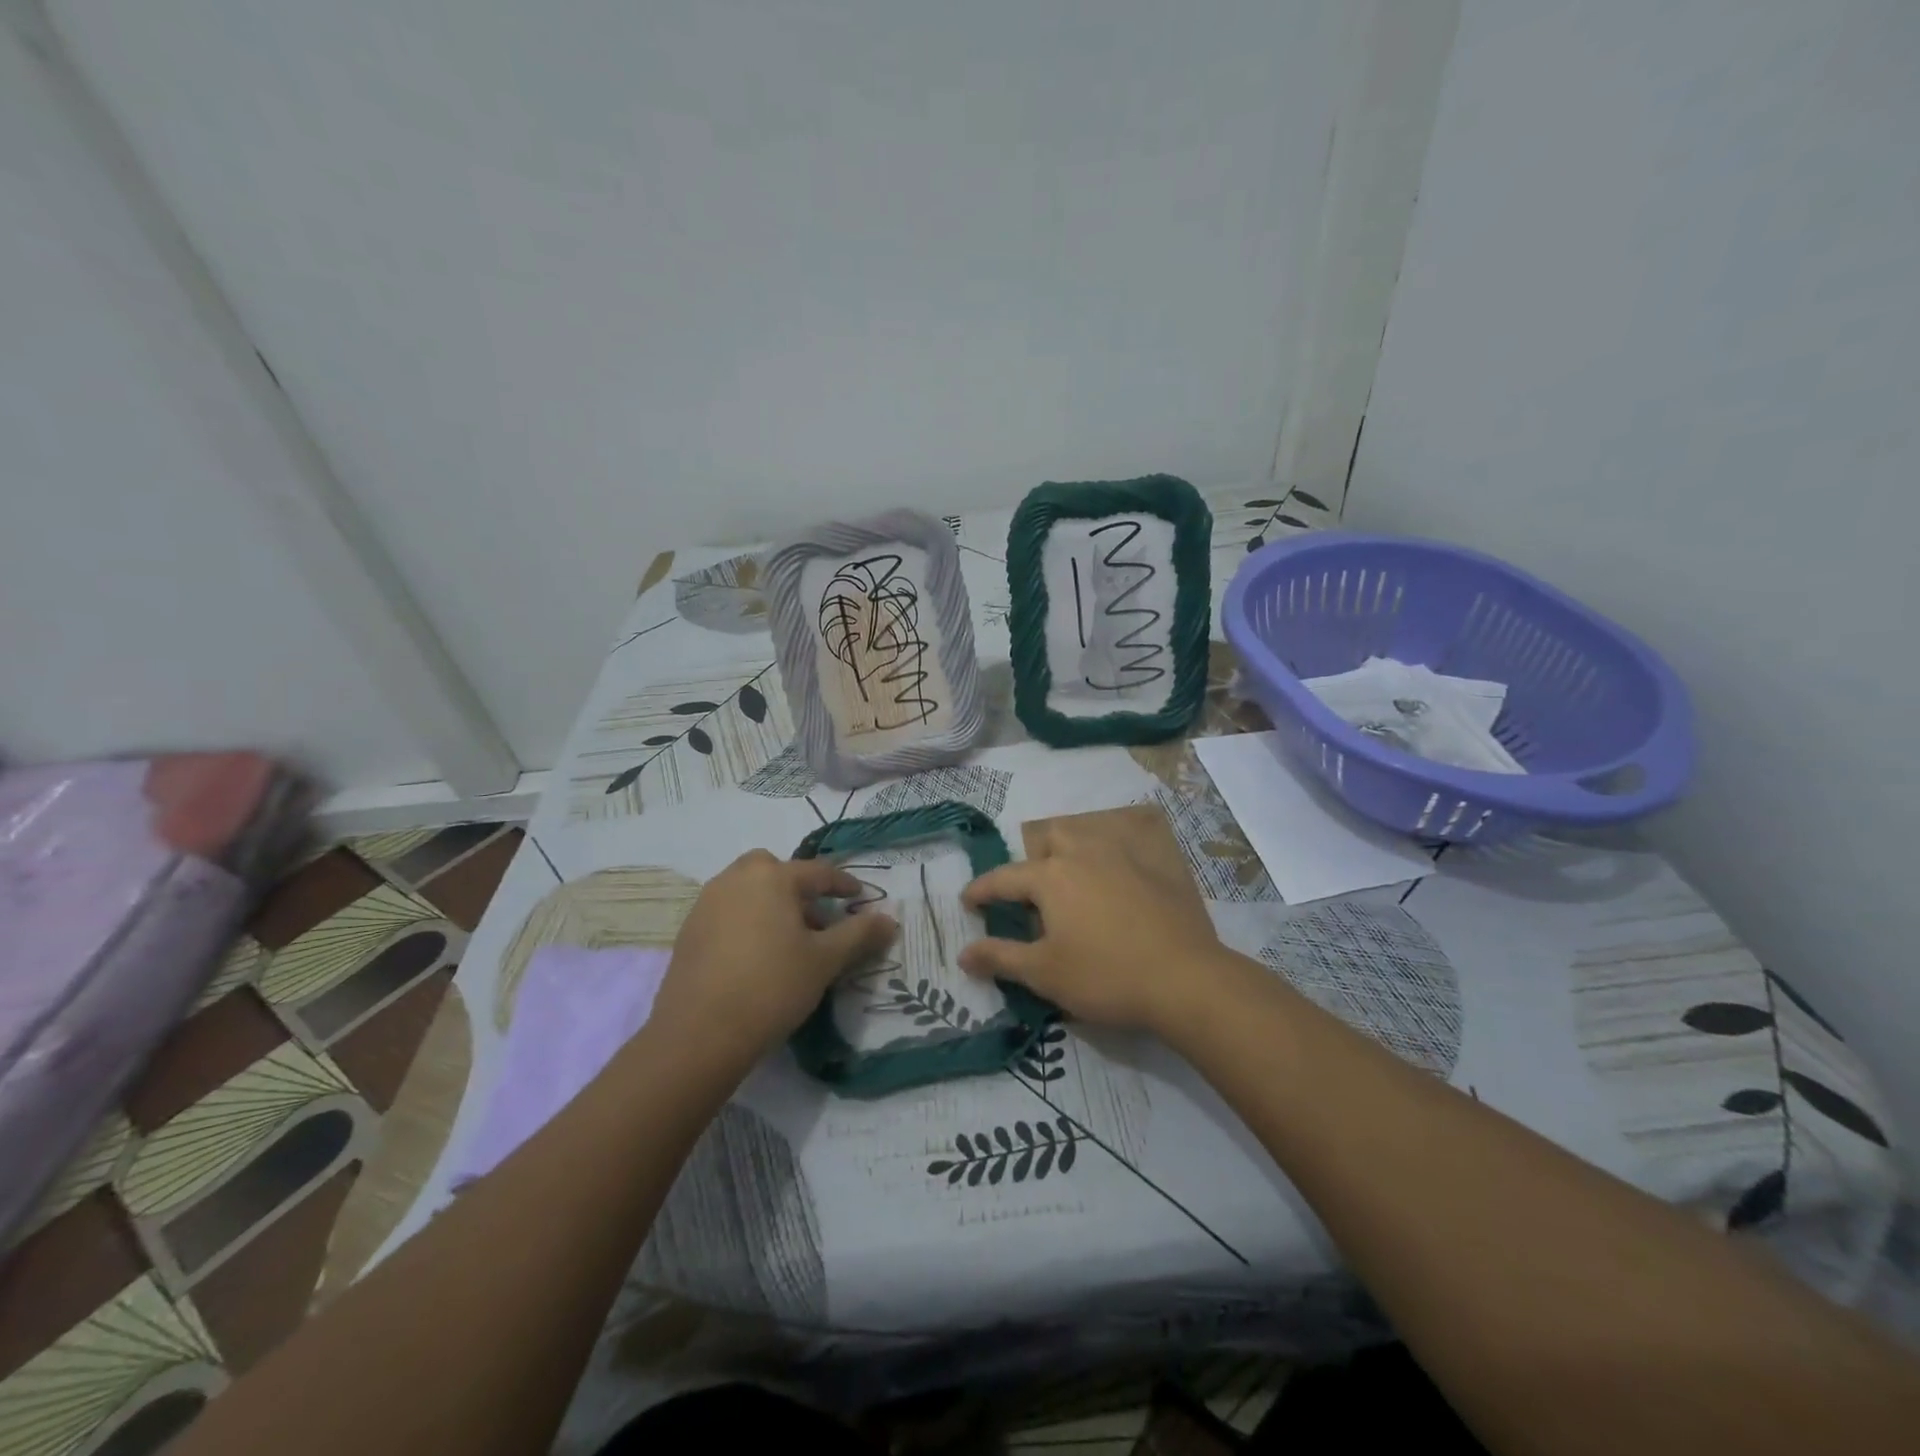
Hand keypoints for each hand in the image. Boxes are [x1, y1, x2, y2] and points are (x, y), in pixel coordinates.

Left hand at [649, 850, 897, 1061]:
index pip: (818, 872)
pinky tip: (756, 956)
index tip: (860, 899)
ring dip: (771, 903)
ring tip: (789, 941)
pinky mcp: (689, 931)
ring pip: (748, 889)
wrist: (699, 1035)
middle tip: (817, 919)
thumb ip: (859, 935)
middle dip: (799, 887)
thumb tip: (889, 919)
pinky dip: (747, 920)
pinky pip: (727, 911)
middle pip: (774, 870)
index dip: (844, 885)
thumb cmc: (772, 987)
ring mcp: (707, 903)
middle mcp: (736, 879)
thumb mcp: (825, 961)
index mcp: (772, 877)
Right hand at [958, 822, 1229, 1034]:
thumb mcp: (1044, 973)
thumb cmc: (1105, 976)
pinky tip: (1115, 889)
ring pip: (1088, 837)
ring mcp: (1123, 857)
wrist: (1184, 979)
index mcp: (1051, 876)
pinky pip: (1122, 851)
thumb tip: (963, 953)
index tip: (968, 901)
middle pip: (1050, 838)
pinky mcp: (1154, 868)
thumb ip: (1000, 958)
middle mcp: (1083, 854)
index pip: (1004, 878)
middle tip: (1032, 893)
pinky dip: (1108, 862)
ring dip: (1071, 851)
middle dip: (1034, 858)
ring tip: (1072, 884)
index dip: (982, 890)